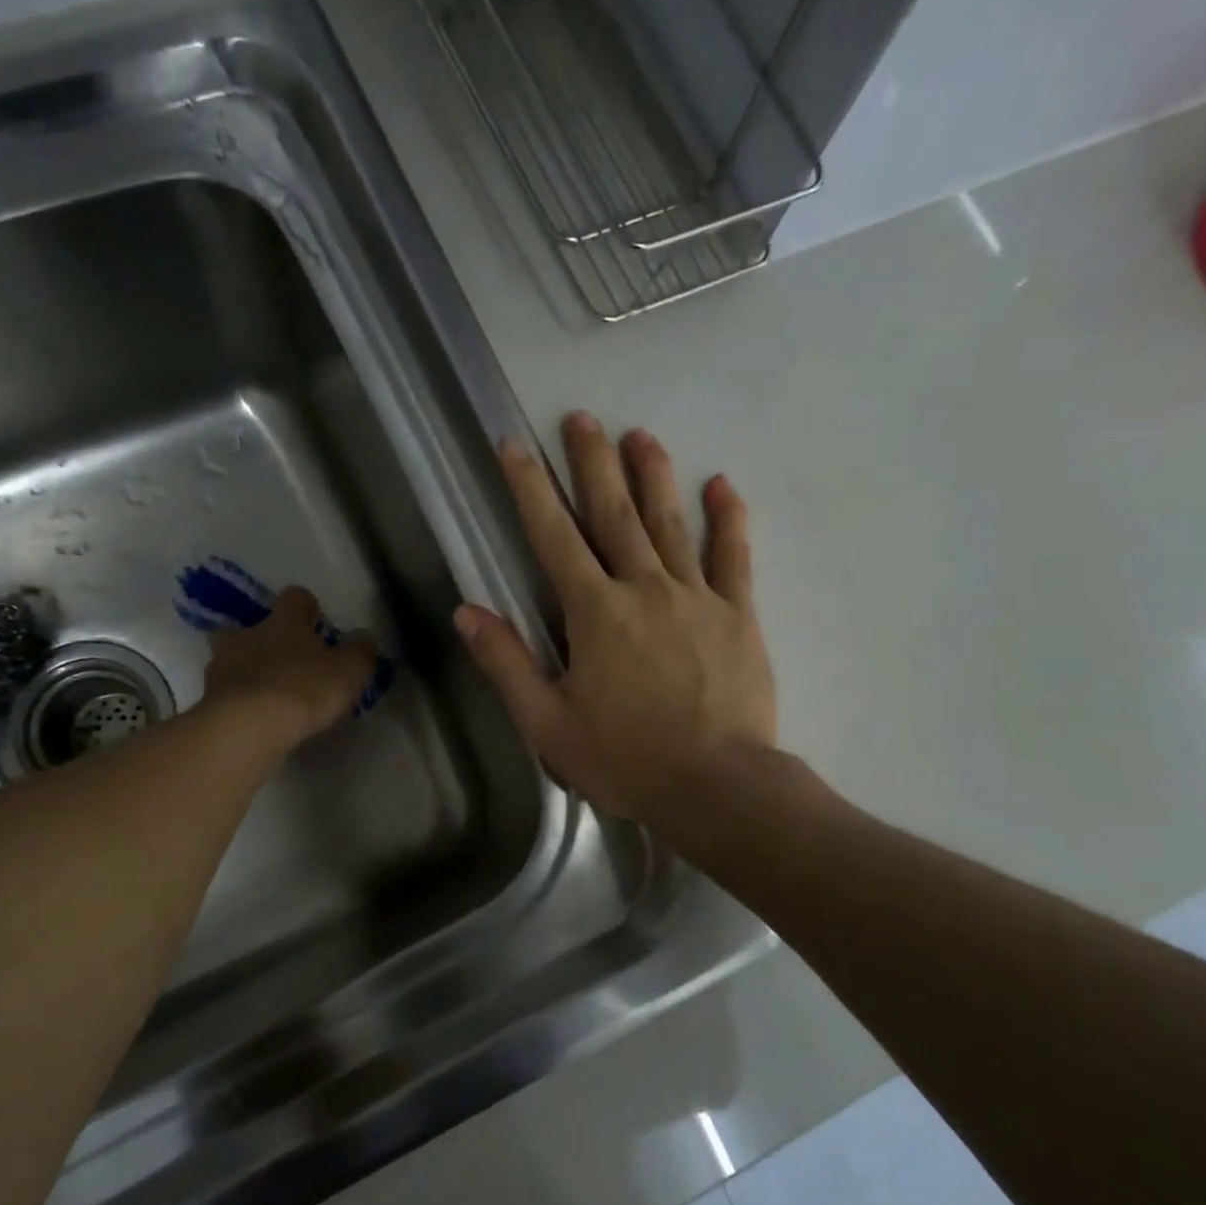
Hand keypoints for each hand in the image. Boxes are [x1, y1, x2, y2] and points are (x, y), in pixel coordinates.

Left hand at [201, 586, 378, 751]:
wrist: (248, 726)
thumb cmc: (304, 688)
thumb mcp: (349, 671)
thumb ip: (360, 652)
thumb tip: (365, 637)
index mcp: (284, 623)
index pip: (294, 598)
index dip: (306, 606)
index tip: (316, 620)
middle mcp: (248, 636)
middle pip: (245, 625)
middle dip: (259, 637)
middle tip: (278, 657)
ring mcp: (221, 668)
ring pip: (228, 658)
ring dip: (242, 669)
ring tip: (262, 692)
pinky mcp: (208, 701)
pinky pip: (223, 693)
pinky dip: (235, 700)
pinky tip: (251, 717)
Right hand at [454, 412, 777, 826]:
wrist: (717, 786)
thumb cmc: (626, 759)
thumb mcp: (548, 723)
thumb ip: (506, 663)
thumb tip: (467, 611)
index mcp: (595, 613)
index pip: (554, 536)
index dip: (530, 488)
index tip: (515, 445)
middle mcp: (644, 588)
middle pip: (614, 514)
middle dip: (593, 463)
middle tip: (582, 418)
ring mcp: (697, 597)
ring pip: (670, 523)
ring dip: (653, 476)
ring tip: (640, 435)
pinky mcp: (738, 614)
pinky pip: (734, 557)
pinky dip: (728, 519)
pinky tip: (722, 485)